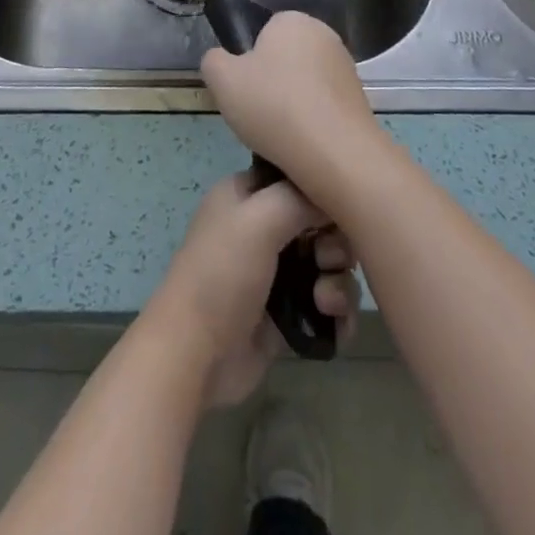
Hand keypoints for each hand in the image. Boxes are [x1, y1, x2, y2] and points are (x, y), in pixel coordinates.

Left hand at [147, 170, 359, 407]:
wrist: (195, 356)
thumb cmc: (221, 275)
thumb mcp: (257, 220)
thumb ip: (298, 198)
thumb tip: (333, 196)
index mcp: (246, 196)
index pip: (294, 178)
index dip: (320, 191)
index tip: (339, 208)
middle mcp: (261, 228)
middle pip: (318, 223)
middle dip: (334, 244)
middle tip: (326, 261)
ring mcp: (275, 273)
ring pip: (327, 266)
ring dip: (338, 284)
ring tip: (325, 303)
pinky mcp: (286, 315)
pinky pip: (326, 305)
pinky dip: (338, 315)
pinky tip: (335, 326)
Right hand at [201, 12, 383, 197]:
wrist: (335, 153)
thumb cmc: (273, 106)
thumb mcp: (222, 80)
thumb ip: (213, 61)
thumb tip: (222, 60)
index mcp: (292, 20)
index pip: (263, 34)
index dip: (249, 63)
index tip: (245, 91)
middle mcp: (324, 34)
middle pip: (284, 58)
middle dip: (271, 83)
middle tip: (259, 115)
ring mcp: (346, 66)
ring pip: (304, 83)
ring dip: (292, 103)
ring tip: (282, 136)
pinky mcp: (360, 98)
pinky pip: (324, 105)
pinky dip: (313, 120)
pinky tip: (305, 144)